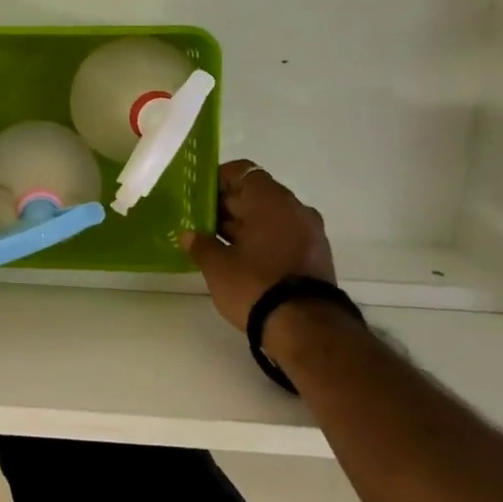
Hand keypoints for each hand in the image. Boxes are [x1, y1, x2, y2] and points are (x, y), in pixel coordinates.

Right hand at [180, 159, 335, 329]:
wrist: (307, 329)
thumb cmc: (255, 284)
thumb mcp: (217, 265)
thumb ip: (200, 244)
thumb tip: (188, 235)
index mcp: (271, 200)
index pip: (241, 172)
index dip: (216, 180)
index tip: (196, 197)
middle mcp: (295, 208)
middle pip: (255, 195)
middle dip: (226, 206)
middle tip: (198, 222)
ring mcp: (309, 233)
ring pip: (268, 217)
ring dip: (243, 226)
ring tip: (214, 243)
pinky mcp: (314, 256)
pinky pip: (281, 236)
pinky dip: (261, 241)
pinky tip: (238, 258)